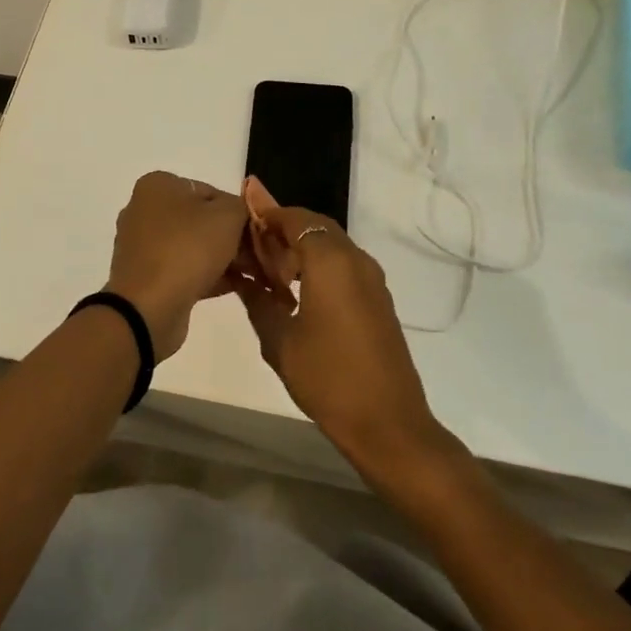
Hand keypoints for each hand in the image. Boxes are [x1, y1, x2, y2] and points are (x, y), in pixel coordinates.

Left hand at [105, 172, 249, 360]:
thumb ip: (242, 207)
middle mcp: (144, 211)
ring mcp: (141, 246)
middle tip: (258, 256)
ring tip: (252, 274)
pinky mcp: (145, 277)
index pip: (210, 191)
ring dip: (223, 260)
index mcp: (157, 186)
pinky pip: (183, 270)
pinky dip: (207, 276)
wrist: (148, 307)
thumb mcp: (228, 216)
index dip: (238, 212)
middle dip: (232, 238)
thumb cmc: (187, 249)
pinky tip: (235, 287)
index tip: (257, 233)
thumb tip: (241, 214)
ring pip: (192, 247)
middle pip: (200, 220)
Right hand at [232, 191, 449, 475]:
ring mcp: (372, 281)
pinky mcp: (378, 301)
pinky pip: (344, 267)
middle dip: (282, 229)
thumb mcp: (279, 340)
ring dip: (301, 249)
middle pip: (316, 228)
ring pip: (331, 247)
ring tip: (267, 271)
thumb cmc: (327, 378)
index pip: (295, 219)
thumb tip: (243, 276)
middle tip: (250, 244)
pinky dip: (318, 267)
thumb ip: (258, 300)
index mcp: (331, 261)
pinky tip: (295, 293)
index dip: (267, 212)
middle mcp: (356, 260)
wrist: (388, 422)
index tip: (243, 208)